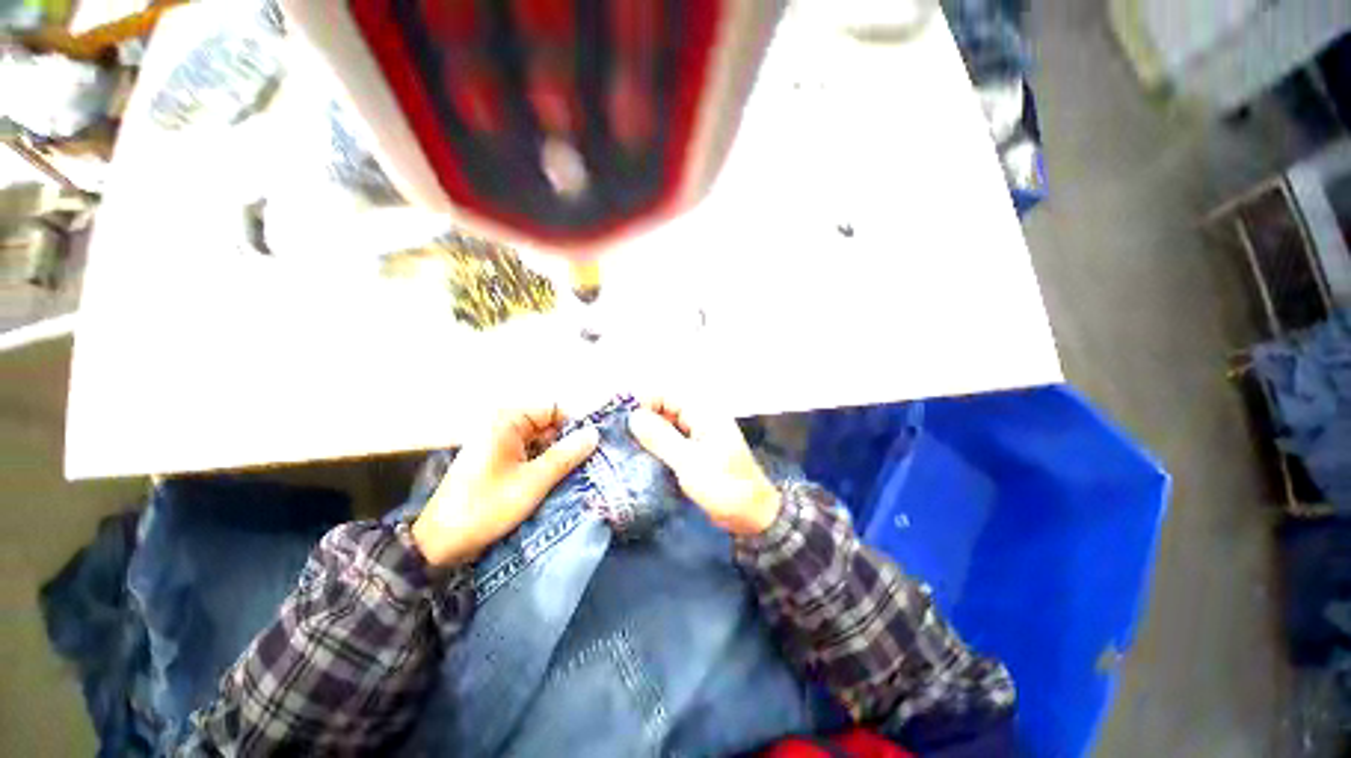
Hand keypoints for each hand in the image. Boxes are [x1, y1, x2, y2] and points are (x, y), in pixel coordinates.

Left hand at [412, 405, 599, 566]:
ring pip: (541, 442)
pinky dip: (545, 465)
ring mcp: (500, 445)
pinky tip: (559, 481)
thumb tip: (594, 434)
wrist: (439, 544)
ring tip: (580, 473)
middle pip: (548, 425)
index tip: (594, 444)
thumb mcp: (533, 482)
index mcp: (507, 422)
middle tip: (591, 461)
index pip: (553, 409)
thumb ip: (566, 455)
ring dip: (558, 456)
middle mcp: (503, 427)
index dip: (575, 424)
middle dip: (568, 442)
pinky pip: (530, 455)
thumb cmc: (486, 507)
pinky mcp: (498, 463)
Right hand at [628, 398, 781, 536]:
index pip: (666, 394)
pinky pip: (671, 441)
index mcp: (703, 412)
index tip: (620, 419)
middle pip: (664, 408)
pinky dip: (656, 445)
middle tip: (617, 435)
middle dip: (642, 418)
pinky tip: (639, 456)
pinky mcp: (694, 451)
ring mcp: (697, 435)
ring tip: (623, 445)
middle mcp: (699, 418)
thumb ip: (661, 438)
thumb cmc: (724, 486)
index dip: (642, 402)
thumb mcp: (689, 462)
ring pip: (666, 425)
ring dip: (647, 433)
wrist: (751, 515)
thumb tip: (633, 416)